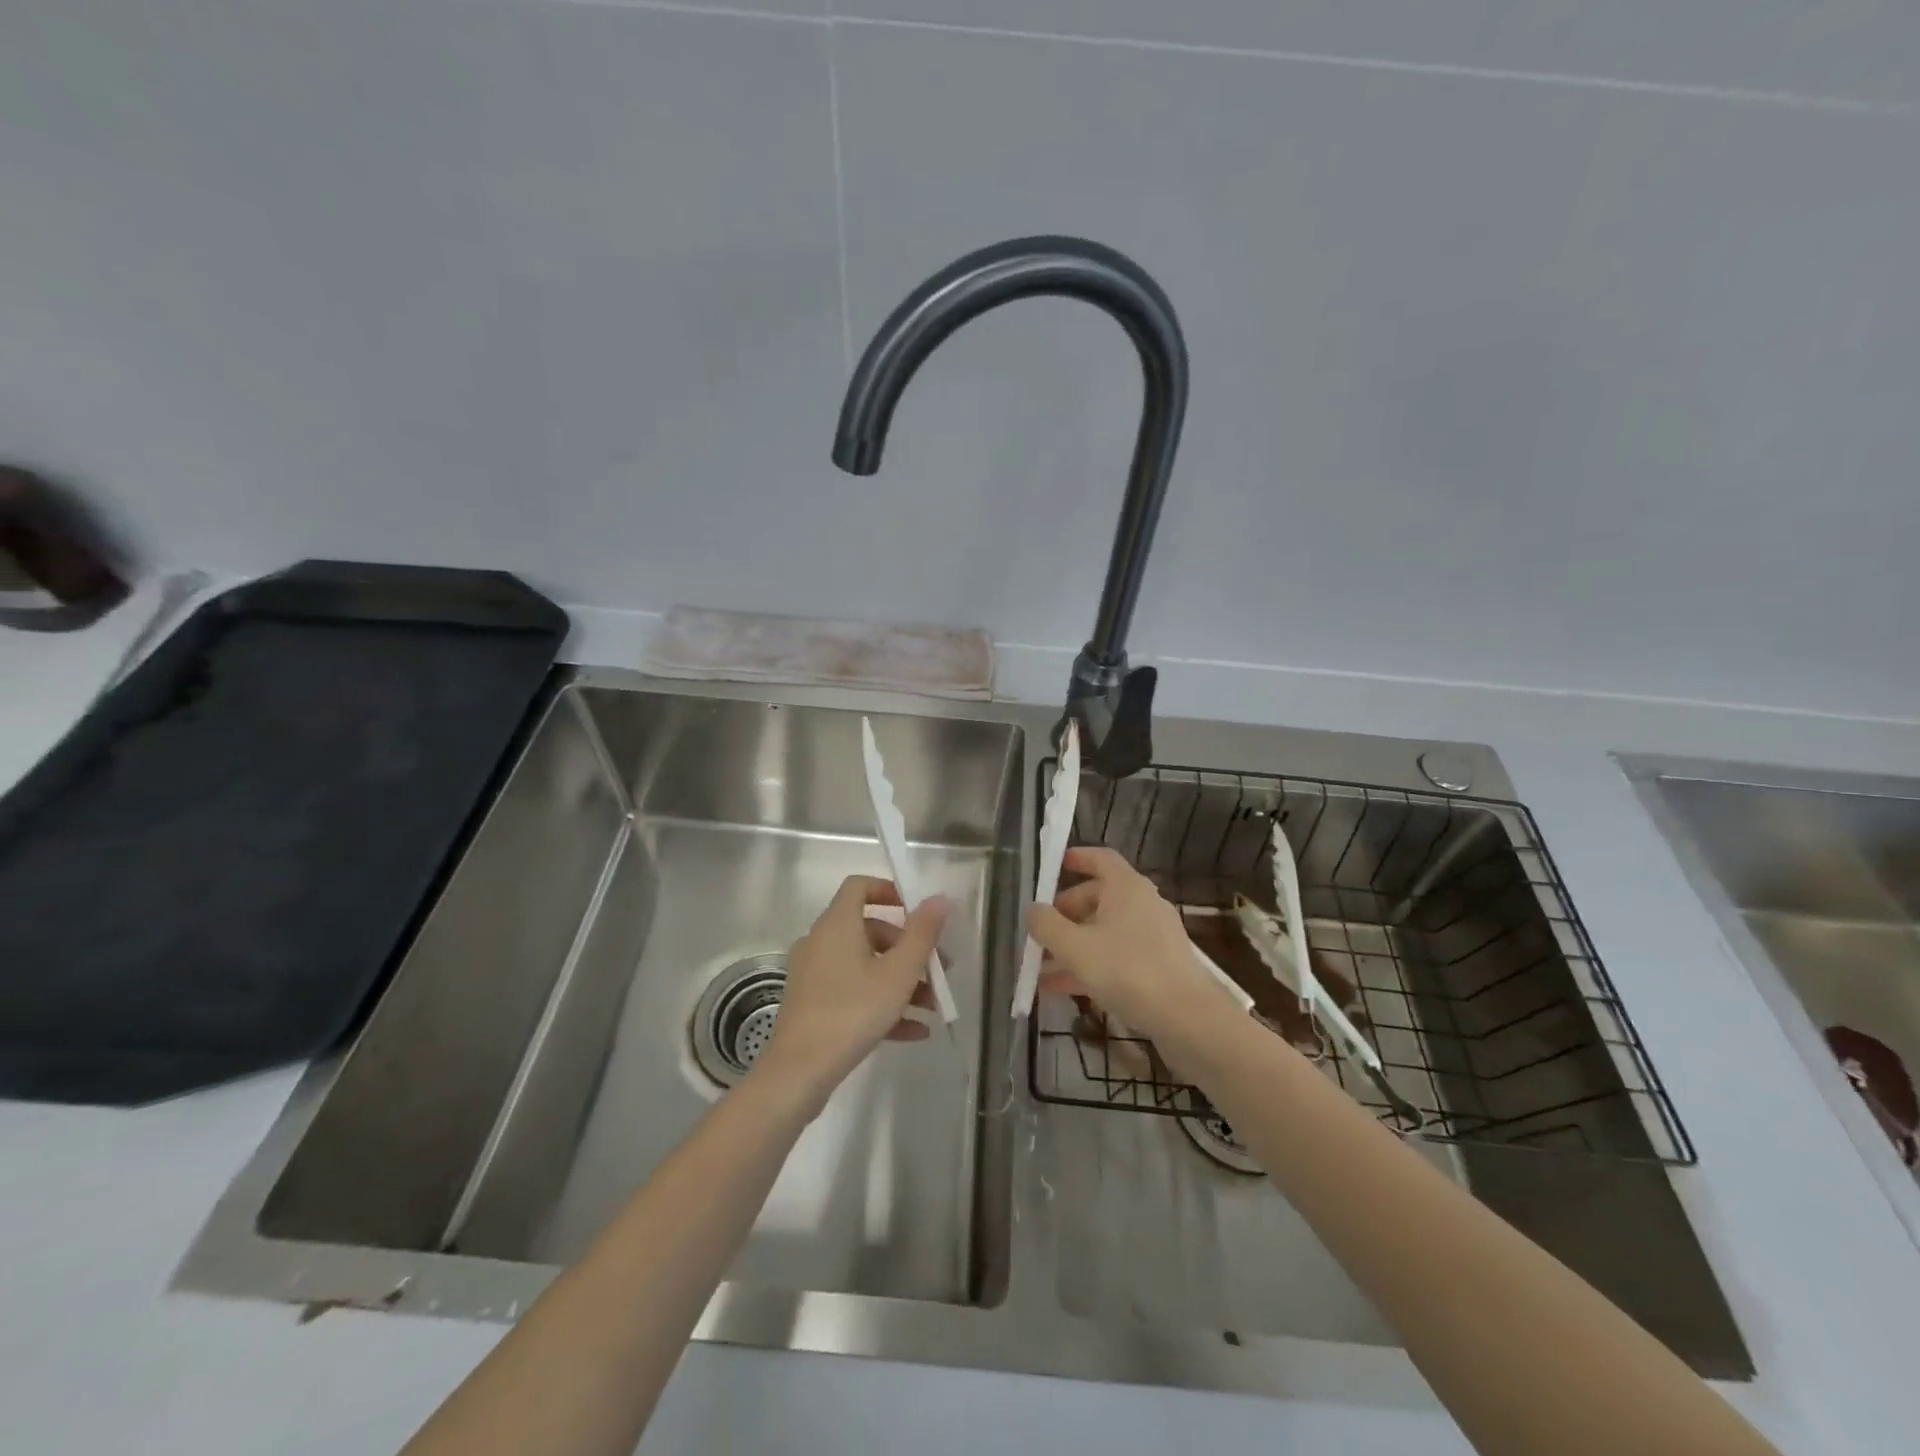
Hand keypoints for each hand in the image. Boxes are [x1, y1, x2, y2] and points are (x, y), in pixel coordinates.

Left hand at [754, 875, 947, 1112]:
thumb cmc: (852, 1011)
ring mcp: (814, 974)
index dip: (889, 891)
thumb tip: (939, 898)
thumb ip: (922, 934)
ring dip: (900, 980)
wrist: (799, 1072)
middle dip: (908, 948)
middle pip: (869, 930)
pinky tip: (914, 1031)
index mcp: (837, 924)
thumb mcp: (898, 973)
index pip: (859, 886)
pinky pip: (853, 992)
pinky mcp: (813, 1004)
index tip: (916, 911)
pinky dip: (881, 1003)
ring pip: (865, 966)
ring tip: (933, 1006)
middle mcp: (821, 941)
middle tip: (938, 969)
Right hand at [1027, 847, 1227, 1040]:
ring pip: (1103, 932)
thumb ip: (1047, 926)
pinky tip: (1062, 990)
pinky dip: (1090, 965)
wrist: (1187, 1018)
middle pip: (1097, 898)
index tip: (1052, 867)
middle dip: (1064, 915)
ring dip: (1072, 946)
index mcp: (1126, 887)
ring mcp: (1152, 936)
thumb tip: (1032, 909)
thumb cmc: (1127, 970)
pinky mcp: (1157, 965)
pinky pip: (1116, 956)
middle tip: (1038, 934)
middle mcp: (1142, 904)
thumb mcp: (1075, 947)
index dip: (1076, 858)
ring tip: (1040, 969)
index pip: (1100, 858)